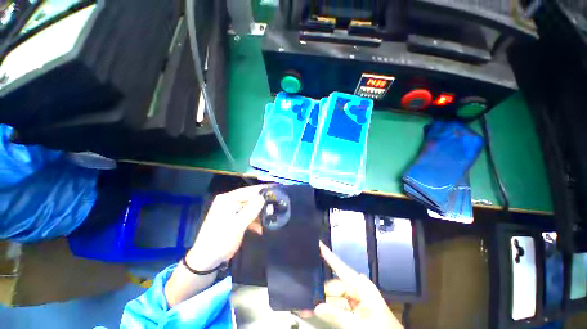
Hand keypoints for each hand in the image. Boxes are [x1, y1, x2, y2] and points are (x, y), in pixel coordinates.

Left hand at [166, 185, 266, 306]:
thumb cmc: (220, 241)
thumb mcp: (237, 225)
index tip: (276, 188)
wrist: (206, 261)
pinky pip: (247, 216)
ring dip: (259, 213)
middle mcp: (229, 202)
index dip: (262, 189)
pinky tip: (261, 228)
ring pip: (250, 207)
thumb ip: (251, 210)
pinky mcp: (234, 219)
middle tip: (277, 203)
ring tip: (272, 216)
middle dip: (262, 203)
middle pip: (250, 198)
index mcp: (227, 199)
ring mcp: (231, 211)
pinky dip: (254, 221)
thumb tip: (263, 197)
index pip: (248, 190)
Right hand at [315, 242, 402, 328]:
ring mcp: (357, 298)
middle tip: (309, 298)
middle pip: (336, 285)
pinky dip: (331, 308)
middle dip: (323, 291)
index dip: (329, 256)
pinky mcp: (356, 307)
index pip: (341, 268)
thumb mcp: (360, 324)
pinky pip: (340, 304)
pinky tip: (322, 311)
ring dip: (325, 301)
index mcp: (362, 286)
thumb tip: (316, 307)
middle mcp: (359, 288)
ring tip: (312, 307)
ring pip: (336, 296)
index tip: (319, 244)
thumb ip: (338, 315)